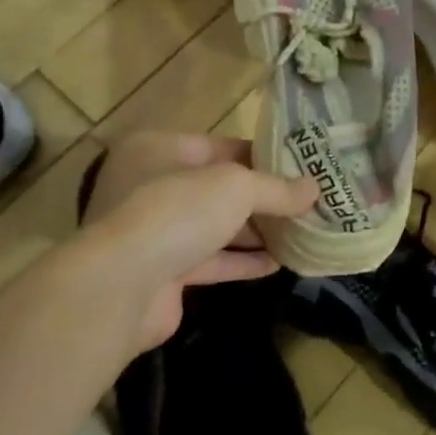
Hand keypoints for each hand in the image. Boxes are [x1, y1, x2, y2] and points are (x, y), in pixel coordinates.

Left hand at [37, 132, 315, 357]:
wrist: (120, 287)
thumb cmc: (176, 213)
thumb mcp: (237, 187)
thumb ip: (277, 188)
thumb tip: (314, 190)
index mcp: (158, 150)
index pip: (221, 147)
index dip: (263, 156)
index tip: (301, 167)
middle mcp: (151, 186)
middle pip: (219, 188)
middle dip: (263, 197)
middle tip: (307, 201)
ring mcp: (155, 232)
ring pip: (216, 226)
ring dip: (257, 231)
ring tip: (302, 231)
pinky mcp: (163, 272)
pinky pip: (212, 260)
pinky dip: (243, 261)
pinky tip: (279, 263)